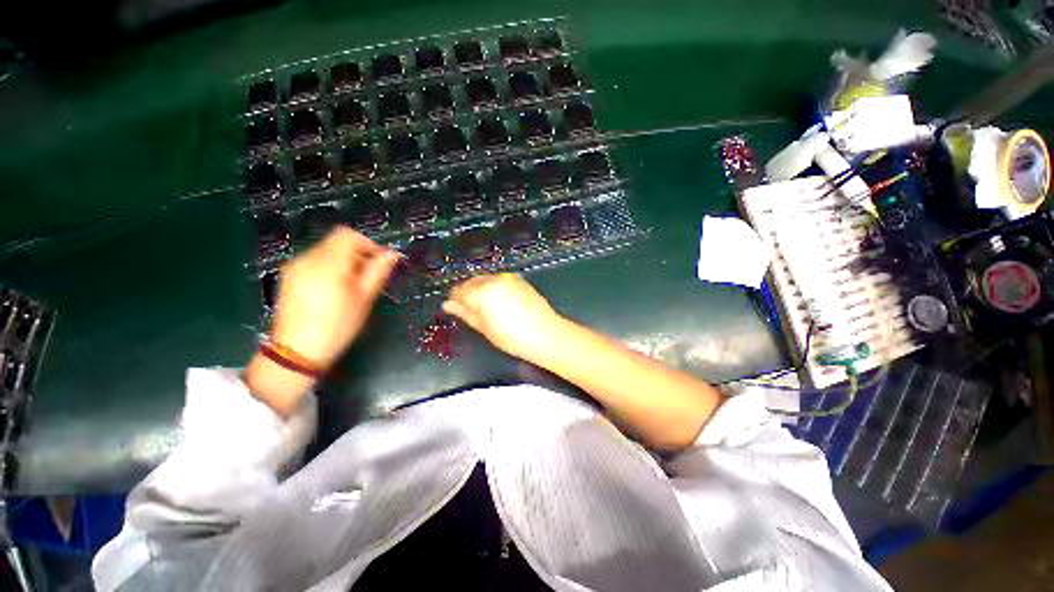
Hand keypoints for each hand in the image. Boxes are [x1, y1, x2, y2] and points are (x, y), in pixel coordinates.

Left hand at [247, 227, 397, 415]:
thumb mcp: (364, 299)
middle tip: (367, 277)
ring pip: (326, 250)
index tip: (378, 262)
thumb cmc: (338, 326)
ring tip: (351, 286)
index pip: (348, 235)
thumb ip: (378, 271)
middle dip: (357, 254)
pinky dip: (329, 267)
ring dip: (344, 261)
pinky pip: (314, 260)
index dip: (368, 244)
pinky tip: (333, 289)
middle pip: (337, 241)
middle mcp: (308, 259)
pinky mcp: (289, 276)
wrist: (297, 351)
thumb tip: (393, 254)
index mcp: (329, 264)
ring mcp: (295, 266)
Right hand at [442, 273, 563, 360]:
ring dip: (481, 289)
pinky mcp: (519, 279)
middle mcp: (493, 279)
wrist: (546, 334)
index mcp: (481, 291)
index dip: (455, 300)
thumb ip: (464, 313)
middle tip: (471, 310)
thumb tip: (448, 305)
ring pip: (486, 279)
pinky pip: (499, 280)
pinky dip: (494, 287)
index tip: (456, 309)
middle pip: (472, 282)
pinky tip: (500, 301)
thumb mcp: (483, 328)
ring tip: (487, 308)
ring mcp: (508, 278)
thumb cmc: (511, 336)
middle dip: (468, 293)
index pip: (459, 290)